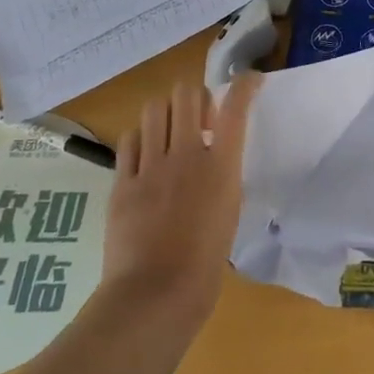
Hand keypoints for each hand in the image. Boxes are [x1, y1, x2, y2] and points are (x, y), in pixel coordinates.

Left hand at [99, 73, 259, 332]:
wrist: (155, 294)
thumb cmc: (205, 263)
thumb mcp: (229, 212)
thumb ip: (223, 177)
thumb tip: (215, 159)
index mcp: (221, 166)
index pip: (235, 107)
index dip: (244, 84)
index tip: (251, 79)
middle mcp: (186, 155)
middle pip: (187, 95)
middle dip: (197, 96)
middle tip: (200, 117)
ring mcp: (150, 166)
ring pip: (153, 109)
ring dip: (166, 111)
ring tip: (170, 131)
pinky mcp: (121, 181)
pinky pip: (129, 140)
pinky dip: (140, 137)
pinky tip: (145, 153)